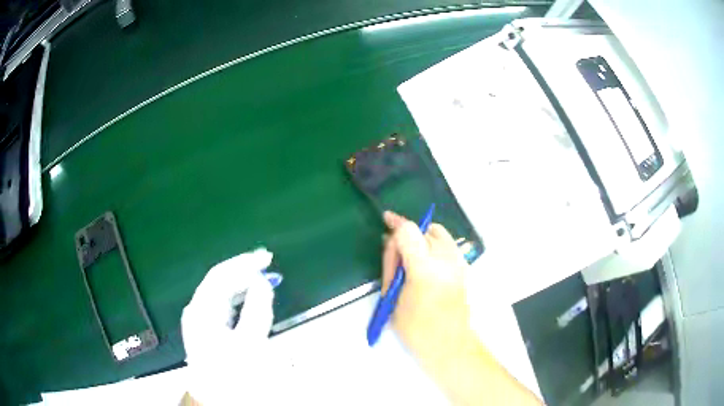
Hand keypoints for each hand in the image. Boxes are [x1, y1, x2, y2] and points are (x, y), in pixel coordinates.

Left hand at [181, 248, 275, 403]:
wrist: (216, 397)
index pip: (221, 275)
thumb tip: (262, 282)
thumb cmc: (232, 372)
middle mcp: (197, 309)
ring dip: (240, 281)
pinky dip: (236, 295)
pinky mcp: (205, 327)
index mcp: (202, 309)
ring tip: (260, 274)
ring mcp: (199, 318)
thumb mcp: (249, 342)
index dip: (244, 263)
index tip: (266, 258)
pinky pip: (221, 302)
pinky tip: (246, 295)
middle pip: (218, 280)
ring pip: (219, 290)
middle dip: (242, 269)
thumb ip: (256, 310)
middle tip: (266, 262)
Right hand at [381, 211, 472, 367]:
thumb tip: (390, 242)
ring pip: (439, 233)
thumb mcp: (392, 298)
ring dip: (423, 238)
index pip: (409, 231)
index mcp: (424, 269)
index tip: (386, 219)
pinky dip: (435, 245)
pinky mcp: (465, 267)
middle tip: (397, 257)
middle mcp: (446, 259)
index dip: (396, 222)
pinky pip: (448, 244)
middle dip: (407, 236)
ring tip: (412, 258)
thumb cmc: (415, 328)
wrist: (448, 344)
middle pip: (424, 229)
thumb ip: (391, 266)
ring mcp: (459, 262)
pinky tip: (427, 263)